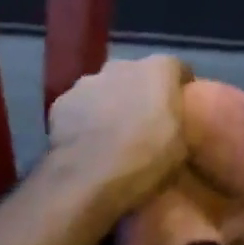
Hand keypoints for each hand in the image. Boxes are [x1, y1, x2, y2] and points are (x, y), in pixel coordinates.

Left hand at [47, 55, 191, 216]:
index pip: (176, 68)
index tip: (181, 108)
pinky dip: (84, 119)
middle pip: (137, 74)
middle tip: (145, 123)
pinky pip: (80, 107)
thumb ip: (179, 121)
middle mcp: (123, 65)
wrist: (89, 179)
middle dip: (141, 92)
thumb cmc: (147, 158)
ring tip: (113, 135)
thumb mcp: (182, 145)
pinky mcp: (60, 103)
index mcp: (159, 70)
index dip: (179, 88)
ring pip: (105, 88)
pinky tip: (87, 143)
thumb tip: (174, 121)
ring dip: (111, 103)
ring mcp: (88, 82)